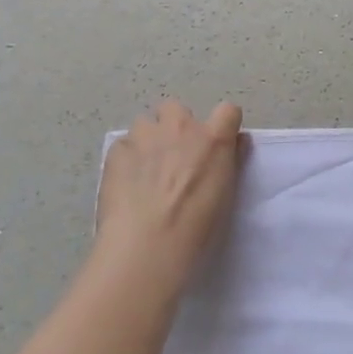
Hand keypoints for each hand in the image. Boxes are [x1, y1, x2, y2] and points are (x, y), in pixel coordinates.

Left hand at [95, 100, 244, 295]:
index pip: (228, 111)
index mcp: (213, 138)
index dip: (223, 125)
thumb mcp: (226, 194)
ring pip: (145, 124)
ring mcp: (145, 135)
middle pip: (176, 109)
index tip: (216, 144)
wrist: (147, 244)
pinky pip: (123, 145)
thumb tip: (235, 142)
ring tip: (145, 172)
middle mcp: (180, 127)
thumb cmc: (197, 227)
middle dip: (174, 126)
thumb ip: (231, 160)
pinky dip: (126, 159)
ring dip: (148, 140)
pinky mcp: (117, 150)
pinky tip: (125, 185)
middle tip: (174, 157)